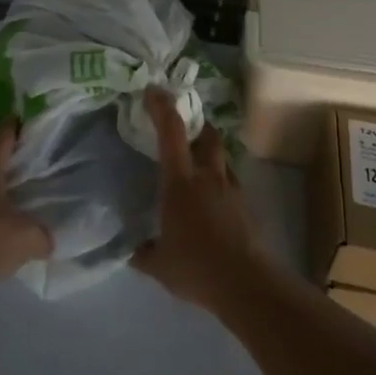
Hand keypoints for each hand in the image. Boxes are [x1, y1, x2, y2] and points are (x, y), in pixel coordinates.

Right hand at [134, 87, 263, 311]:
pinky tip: (210, 199)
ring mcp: (231, 190)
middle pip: (207, 135)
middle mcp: (208, 177)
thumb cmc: (196, 267)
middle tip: (182, 126)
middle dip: (196, 124)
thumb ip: (141, 250)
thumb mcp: (157, 263)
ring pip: (221, 157)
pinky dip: (219, 180)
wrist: (246, 284)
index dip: (161, 106)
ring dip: (209, 152)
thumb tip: (129, 247)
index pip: (171, 132)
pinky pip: (230, 182)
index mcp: (180, 182)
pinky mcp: (246, 206)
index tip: (152, 90)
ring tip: (196, 164)